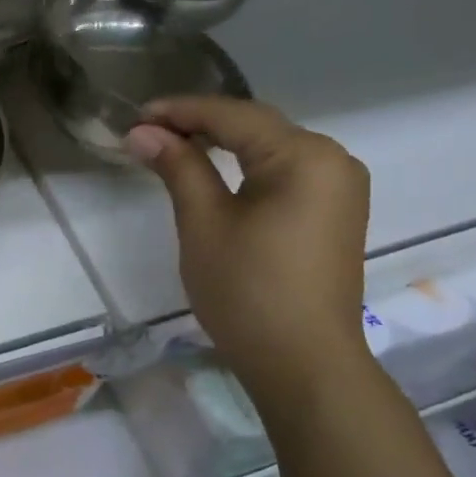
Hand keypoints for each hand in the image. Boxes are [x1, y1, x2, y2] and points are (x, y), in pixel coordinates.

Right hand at [126, 97, 369, 398]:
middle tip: (148, 131)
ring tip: (173, 145)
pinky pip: (286, 171)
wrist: (304, 365)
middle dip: (200, 124)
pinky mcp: (336, 211)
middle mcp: (333, 159)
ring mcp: (340, 186)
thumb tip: (143, 132)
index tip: (135, 117)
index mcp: (305, 156)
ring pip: (271, 147)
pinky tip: (215, 169)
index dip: (181, 111)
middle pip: (257, 126)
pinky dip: (247, 165)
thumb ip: (178, 166)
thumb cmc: (248, 291)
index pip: (233, 116)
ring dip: (223, 143)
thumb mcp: (204, 223)